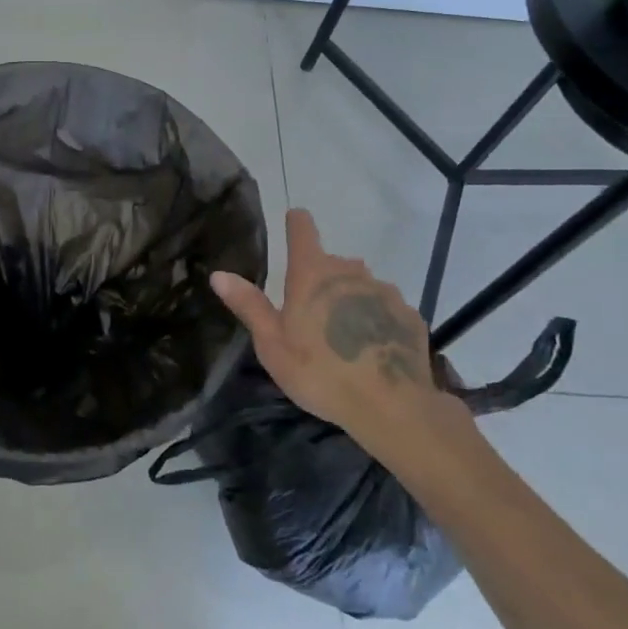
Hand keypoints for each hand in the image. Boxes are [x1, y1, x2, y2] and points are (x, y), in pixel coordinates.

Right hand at [210, 208, 467, 459]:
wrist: (391, 406)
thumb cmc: (319, 371)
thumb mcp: (272, 344)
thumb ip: (248, 305)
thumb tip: (219, 274)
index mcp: (312, 272)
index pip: (302, 228)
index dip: (296, 223)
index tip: (292, 222)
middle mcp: (350, 270)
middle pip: (332, 263)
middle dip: (321, 279)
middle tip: (312, 316)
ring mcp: (383, 291)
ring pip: (360, 286)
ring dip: (349, 300)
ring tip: (344, 338)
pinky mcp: (408, 314)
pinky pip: (384, 309)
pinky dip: (375, 321)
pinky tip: (372, 349)